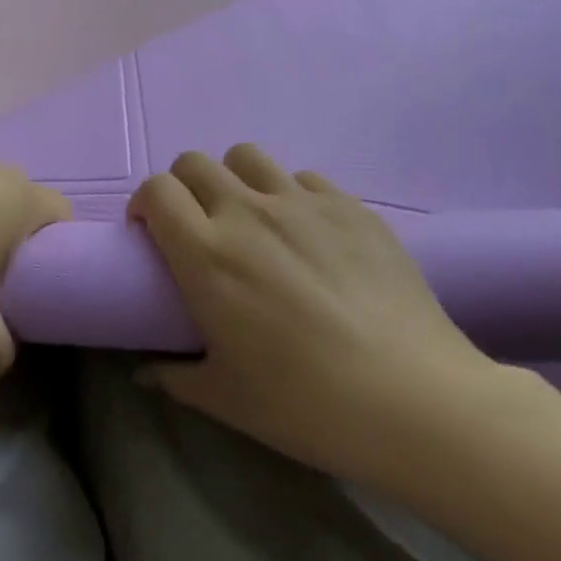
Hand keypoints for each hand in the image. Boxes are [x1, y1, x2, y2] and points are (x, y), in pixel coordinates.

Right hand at [129, 144, 499, 480]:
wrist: (416, 401)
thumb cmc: (306, 403)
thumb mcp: (226, 398)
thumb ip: (174, 377)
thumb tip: (144, 373)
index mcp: (206, 253)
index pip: (156, 190)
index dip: (147, 203)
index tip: (153, 233)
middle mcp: (247, 212)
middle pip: (194, 162)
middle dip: (183, 186)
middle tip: (198, 226)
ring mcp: (303, 203)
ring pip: (247, 156)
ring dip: (235, 179)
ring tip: (251, 218)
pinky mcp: (351, 206)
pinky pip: (304, 178)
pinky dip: (291, 194)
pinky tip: (308, 233)